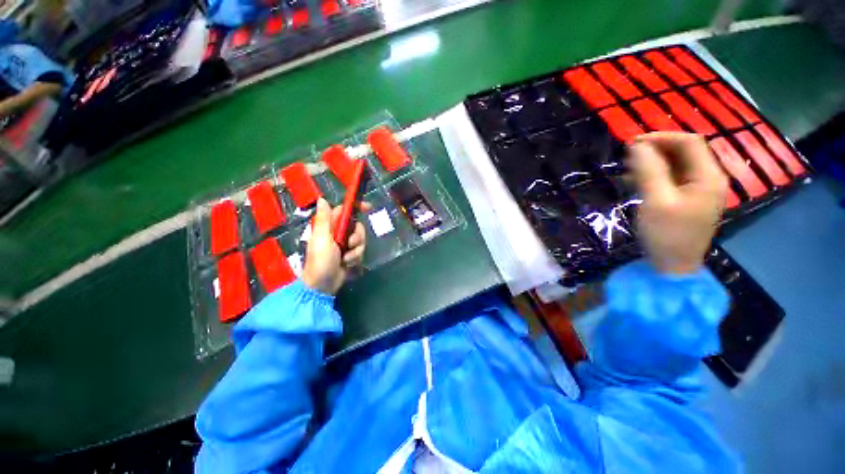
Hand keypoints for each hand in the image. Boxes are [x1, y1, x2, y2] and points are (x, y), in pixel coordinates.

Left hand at [303, 198, 367, 294]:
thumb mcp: (322, 238)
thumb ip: (324, 219)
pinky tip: (347, 264)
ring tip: (346, 258)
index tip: (368, 207)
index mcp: (328, 226)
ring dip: (356, 249)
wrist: (322, 285)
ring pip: (360, 239)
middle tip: (350, 243)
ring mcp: (344, 244)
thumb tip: (322, 199)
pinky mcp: (350, 254)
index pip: (344, 210)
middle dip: (357, 235)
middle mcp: (337, 233)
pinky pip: (360, 250)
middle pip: (356, 225)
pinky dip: (355, 257)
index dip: (356, 207)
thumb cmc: (320, 260)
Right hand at [628, 132, 727, 275]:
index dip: (661, 137)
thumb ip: (648, 170)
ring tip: (629, 167)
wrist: (673, 267)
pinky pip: (673, 179)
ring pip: (677, 165)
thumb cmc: (666, 234)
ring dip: (653, 161)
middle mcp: (708, 179)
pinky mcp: (688, 200)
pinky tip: (637, 180)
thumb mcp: (655, 200)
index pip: (689, 142)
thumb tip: (637, 145)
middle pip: (685, 152)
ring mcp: (699, 190)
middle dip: (656, 148)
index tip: (632, 143)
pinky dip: (655, 174)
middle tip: (628, 154)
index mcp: (708, 176)